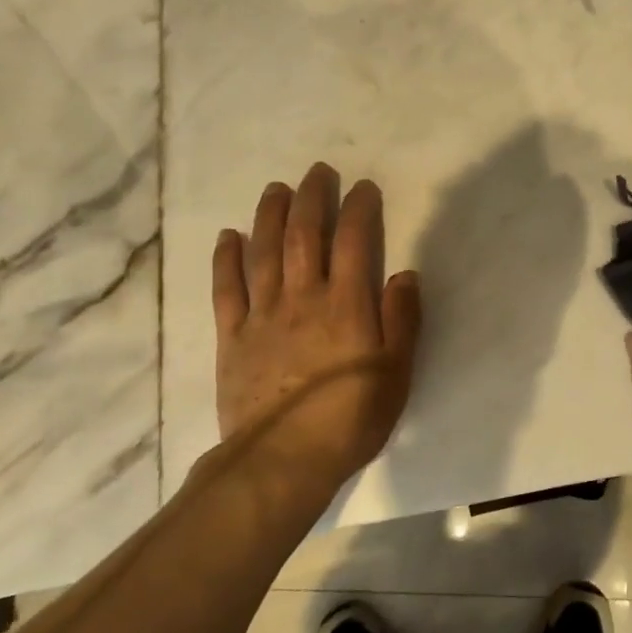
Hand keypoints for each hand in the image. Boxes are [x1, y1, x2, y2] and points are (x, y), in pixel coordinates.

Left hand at [208, 163, 421, 493]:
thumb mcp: (397, 372)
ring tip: (276, 189)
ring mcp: (263, 315)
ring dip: (270, 216)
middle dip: (312, 198)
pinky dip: (227, 260)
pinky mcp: (233, 337)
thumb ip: (402, 319)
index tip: (364, 188)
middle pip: (305, 235)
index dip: (359, 209)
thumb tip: (404, 274)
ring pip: (265, 252)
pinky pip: (227, 289)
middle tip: (318, 172)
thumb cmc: (351, 416)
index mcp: (346, 304)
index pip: (354, 241)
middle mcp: (303, 297)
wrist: (284, 460)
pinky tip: (229, 237)